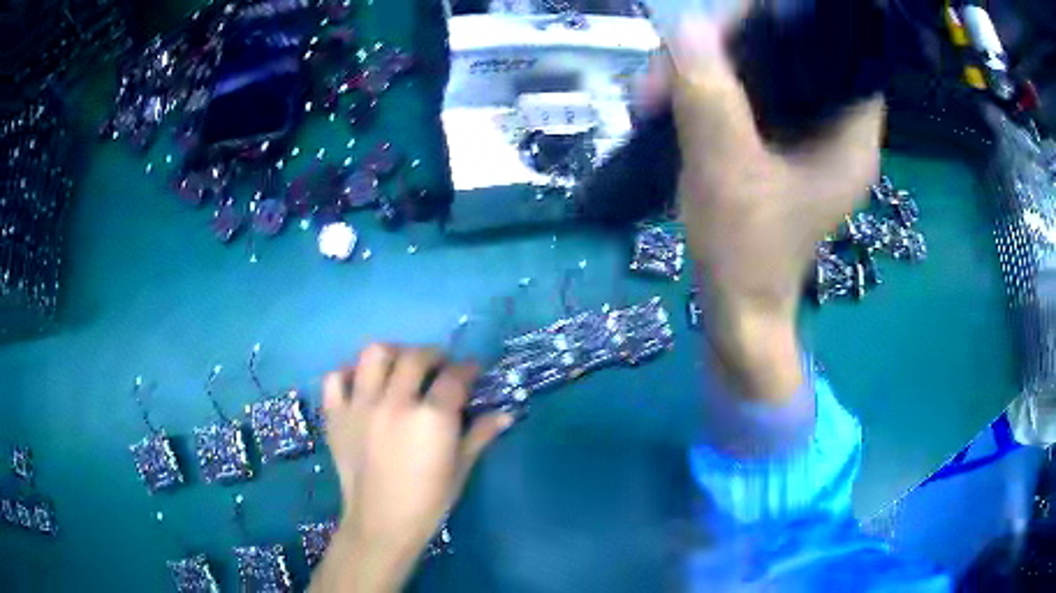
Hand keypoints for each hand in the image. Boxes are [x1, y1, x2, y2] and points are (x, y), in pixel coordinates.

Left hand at [311, 345, 512, 591]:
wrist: (381, 524)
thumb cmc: (427, 502)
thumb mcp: (460, 469)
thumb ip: (479, 435)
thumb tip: (505, 414)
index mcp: (431, 418)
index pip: (454, 377)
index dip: (468, 368)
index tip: (473, 370)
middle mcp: (395, 402)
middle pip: (415, 357)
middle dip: (434, 355)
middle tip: (440, 366)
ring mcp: (361, 406)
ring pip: (374, 355)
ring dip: (393, 353)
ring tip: (401, 365)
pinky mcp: (336, 415)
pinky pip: (335, 378)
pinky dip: (348, 373)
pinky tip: (362, 382)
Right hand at [641, 18, 883, 399]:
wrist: (737, 314)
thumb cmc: (745, 255)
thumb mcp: (725, 171)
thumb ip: (710, 97)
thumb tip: (685, 28)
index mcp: (850, 137)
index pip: (836, 52)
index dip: (789, 26)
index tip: (732, 28)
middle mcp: (837, 131)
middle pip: (794, 56)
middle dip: (731, 48)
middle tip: (675, 62)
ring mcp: (809, 140)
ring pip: (766, 75)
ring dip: (710, 72)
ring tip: (656, 91)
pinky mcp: (783, 150)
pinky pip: (752, 100)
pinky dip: (713, 94)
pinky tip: (672, 103)